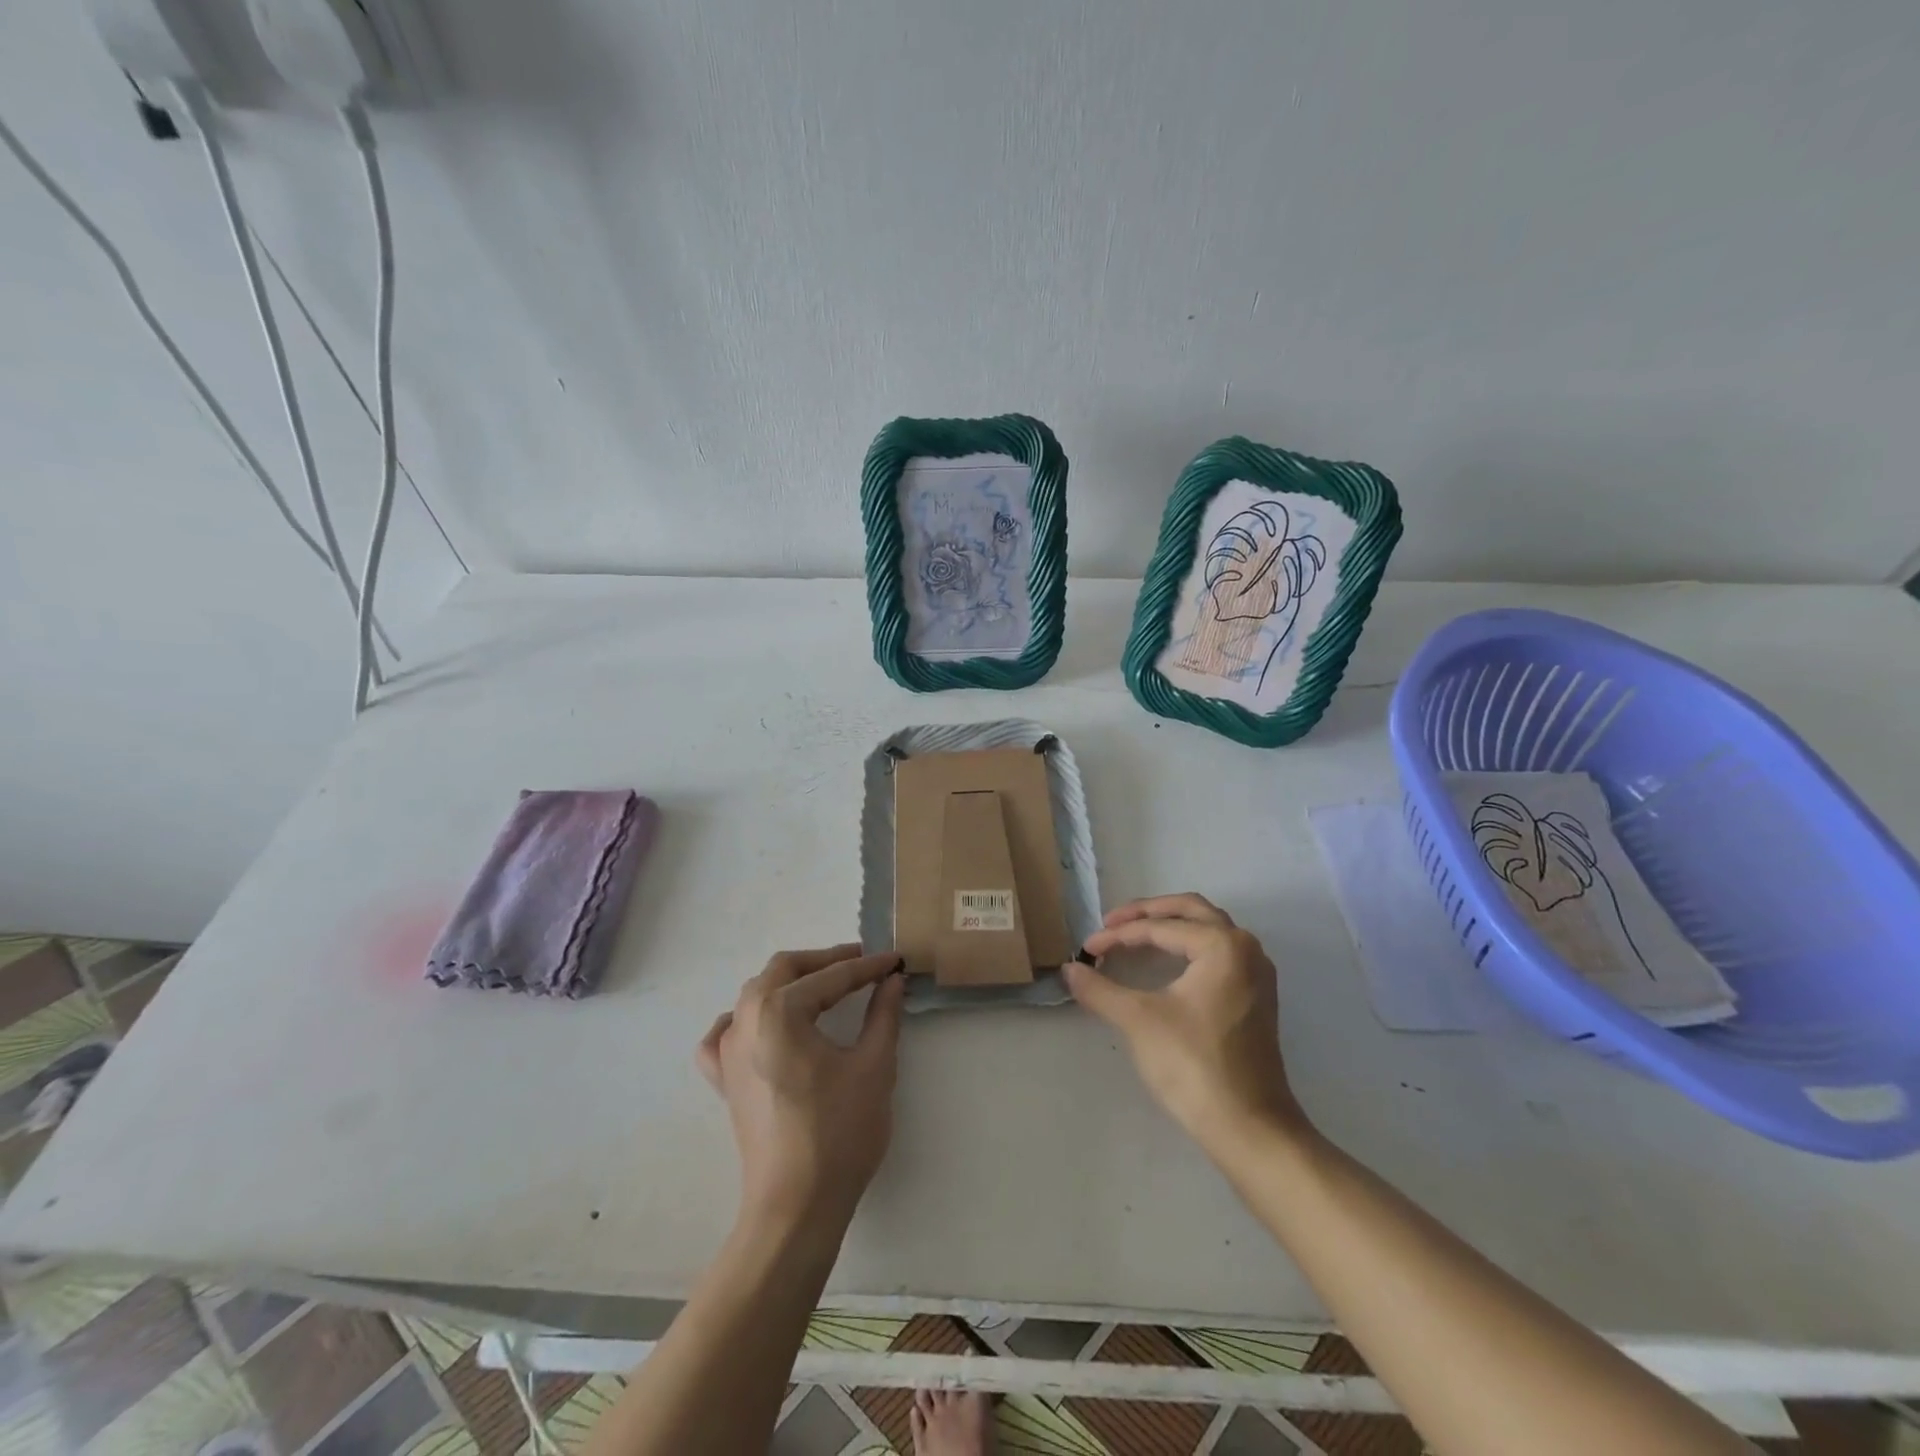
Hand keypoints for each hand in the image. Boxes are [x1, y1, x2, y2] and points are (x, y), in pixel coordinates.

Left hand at [697, 944, 906, 1238]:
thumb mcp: (873, 1066)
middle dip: (825, 962)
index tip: (895, 961)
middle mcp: (745, 1020)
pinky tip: (762, 1026)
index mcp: (780, 1011)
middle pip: (784, 970)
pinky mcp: (724, 1080)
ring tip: (826, 988)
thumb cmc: (839, 1133)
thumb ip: (883, 1014)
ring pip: (755, 994)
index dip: (868, 967)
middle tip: (863, 965)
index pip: (832, 977)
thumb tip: (892, 981)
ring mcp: (727, 1050)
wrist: (795, 1207)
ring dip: (791, 982)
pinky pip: (725, 1034)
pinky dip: (745, 1019)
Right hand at [1064, 894, 1307, 1153]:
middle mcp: (1246, 948)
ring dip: (1170, 926)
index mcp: (1222, 945)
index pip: (1160, 927)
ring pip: (1208, 929)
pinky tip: (1165, 964)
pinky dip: (1187, 947)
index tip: (1087, 948)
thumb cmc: (1194, 1066)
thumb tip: (1068, 969)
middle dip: (1148, 913)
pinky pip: (1217, 952)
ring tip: (1134, 936)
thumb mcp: (1139, 1021)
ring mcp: (1256, 974)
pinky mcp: (1255, 998)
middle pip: (1190, 911)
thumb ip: (1100, 989)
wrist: (1250, 1128)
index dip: (1118, 935)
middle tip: (1112, 923)